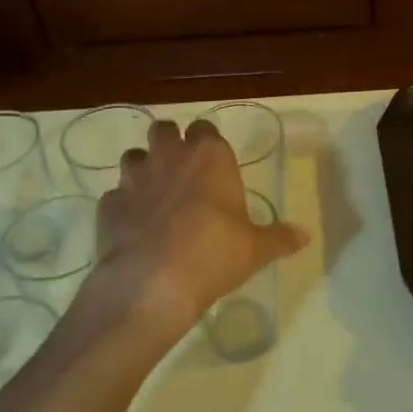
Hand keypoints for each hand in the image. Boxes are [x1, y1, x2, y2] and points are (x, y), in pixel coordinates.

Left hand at [76, 118, 307, 365]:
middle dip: (168, 144)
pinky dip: (123, 206)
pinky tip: (133, 228)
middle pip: (162, 129)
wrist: (153, 283)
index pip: (205, 129)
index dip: (206, 143)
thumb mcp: (256, 249)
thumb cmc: (214, 254)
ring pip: (133, 157)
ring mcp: (133, 178)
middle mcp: (169, 156)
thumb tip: (304, 236)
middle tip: (180, 171)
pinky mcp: (108, 205)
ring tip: (154, 197)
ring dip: (142, 170)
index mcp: (208, 156)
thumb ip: (279, 237)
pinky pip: (115, 196)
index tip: (212, 163)